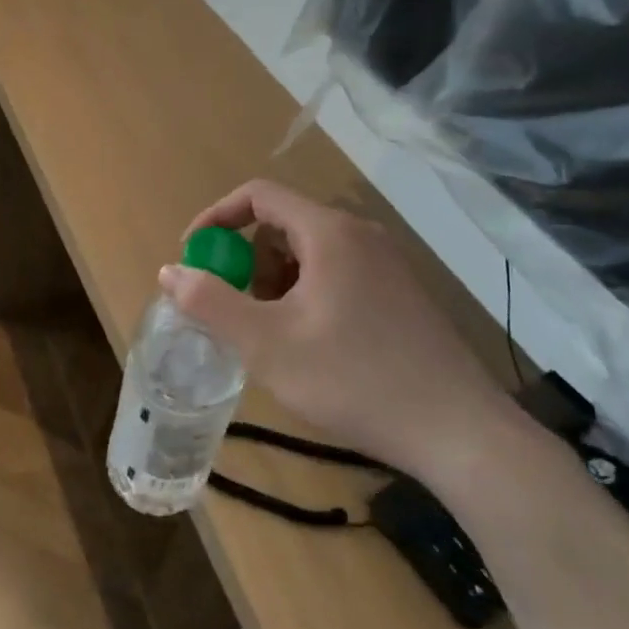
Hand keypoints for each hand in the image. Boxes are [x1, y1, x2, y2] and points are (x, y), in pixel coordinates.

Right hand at [161, 180, 519, 479]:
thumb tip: (170, 271)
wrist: (458, 432)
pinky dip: (306, 295)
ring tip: (275, 336)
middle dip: (247, 262)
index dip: (215, 218)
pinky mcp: (400, 295)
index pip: (258, 195)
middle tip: (238, 312)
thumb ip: (210, 302)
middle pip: (282, 225)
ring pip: (309, 253)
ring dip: (275, 283)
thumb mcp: (265, 344)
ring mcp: (387, 265)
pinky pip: (336, 275)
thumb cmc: (353, 379)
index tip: (193, 257)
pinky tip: (312, 346)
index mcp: (329, 233)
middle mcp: (361, 236)